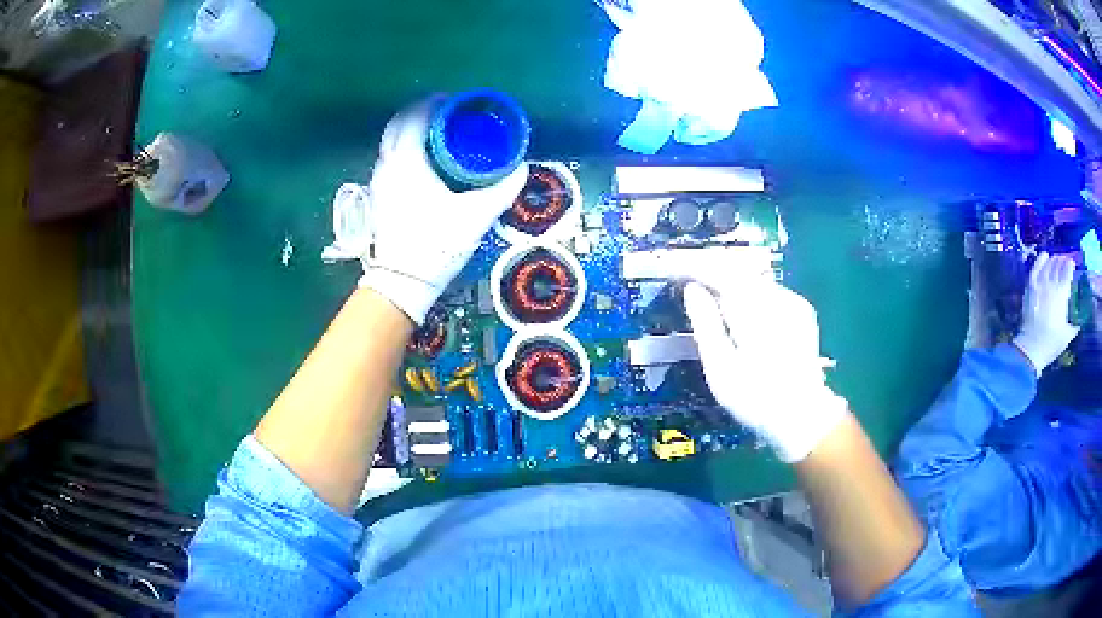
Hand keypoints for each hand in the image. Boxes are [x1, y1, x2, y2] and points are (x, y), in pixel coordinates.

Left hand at [359, 99, 528, 324]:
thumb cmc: (435, 245)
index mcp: (407, 161)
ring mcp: (378, 181)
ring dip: (409, 129)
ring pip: (389, 141)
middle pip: (397, 124)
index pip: (414, 117)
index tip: (452, 100)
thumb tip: (521, 169)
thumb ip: (500, 191)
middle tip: (444, 112)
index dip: (432, 103)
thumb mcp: (474, 217)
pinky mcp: (377, 196)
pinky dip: (403, 147)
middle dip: (419, 112)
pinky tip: (422, 160)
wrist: (400, 283)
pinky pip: (388, 158)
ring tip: (436, 133)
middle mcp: (387, 165)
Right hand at [683, 279, 847, 462]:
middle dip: (713, 273)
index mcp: (753, 309)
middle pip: (738, 272)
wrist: (802, 415)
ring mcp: (793, 303)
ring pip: (754, 280)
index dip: (694, 269)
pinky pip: (769, 292)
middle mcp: (776, 297)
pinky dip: (750, 295)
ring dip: (731, 283)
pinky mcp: (801, 312)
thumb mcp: (720, 367)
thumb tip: (692, 290)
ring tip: (710, 293)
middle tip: (688, 279)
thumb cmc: (754, 397)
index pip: (719, 273)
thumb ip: (705, 323)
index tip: (674, 270)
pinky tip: (741, 309)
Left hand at [1014, 252, 1079, 374]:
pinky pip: (1036, 267)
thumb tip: (1080, 320)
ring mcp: (1040, 284)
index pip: (1067, 271)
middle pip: (1058, 265)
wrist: (1031, 348)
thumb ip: (1075, 325)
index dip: (1070, 265)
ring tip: (1057, 260)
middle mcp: (1051, 284)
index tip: (1073, 265)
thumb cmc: (1051, 343)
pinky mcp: (1030, 286)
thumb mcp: (1067, 335)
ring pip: (1048, 264)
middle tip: (1066, 262)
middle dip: (1063, 260)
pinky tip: (1045, 256)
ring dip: (1054, 259)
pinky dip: (1041, 260)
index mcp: (1062, 294)